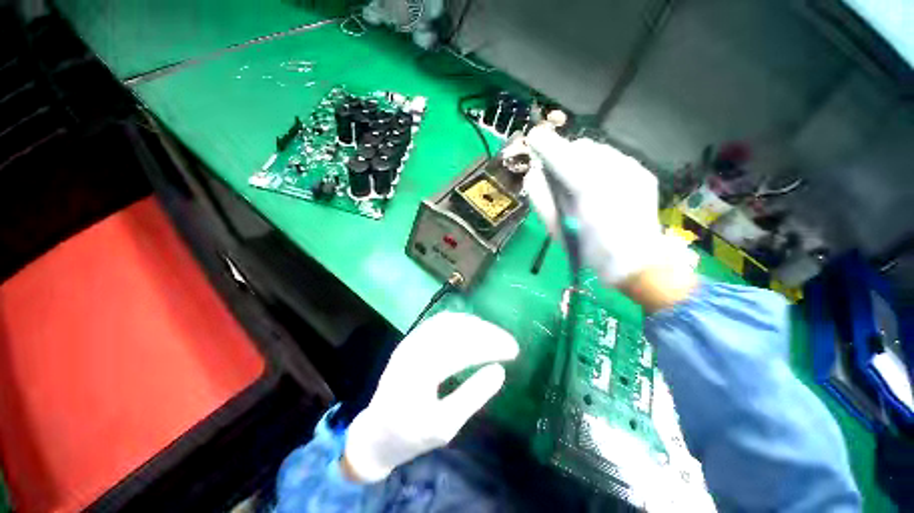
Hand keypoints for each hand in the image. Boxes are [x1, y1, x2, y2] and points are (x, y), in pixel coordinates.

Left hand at [343, 312, 518, 481]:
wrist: (375, 434)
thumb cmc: (410, 437)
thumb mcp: (445, 427)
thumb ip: (472, 397)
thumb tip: (499, 371)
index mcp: (420, 372)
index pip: (463, 349)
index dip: (491, 346)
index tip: (514, 350)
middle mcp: (414, 349)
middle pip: (457, 330)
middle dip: (487, 333)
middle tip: (509, 342)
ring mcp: (411, 340)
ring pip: (449, 321)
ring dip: (476, 325)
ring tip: (495, 334)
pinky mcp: (411, 339)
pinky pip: (438, 322)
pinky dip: (460, 322)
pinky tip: (473, 329)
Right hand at [524, 126, 668, 284]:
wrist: (637, 261)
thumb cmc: (589, 250)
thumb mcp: (556, 229)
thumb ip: (541, 198)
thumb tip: (533, 174)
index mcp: (586, 188)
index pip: (560, 154)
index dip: (544, 144)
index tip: (533, 138)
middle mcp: (611, 170)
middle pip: (580, 147)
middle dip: (565, 156)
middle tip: (560, 176)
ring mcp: (631, 169)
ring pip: (597, 150)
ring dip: (582, 160)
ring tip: (581, 184)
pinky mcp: (641, 172)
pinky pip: (613, 159)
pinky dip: (599, 166)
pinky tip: (600, 188)